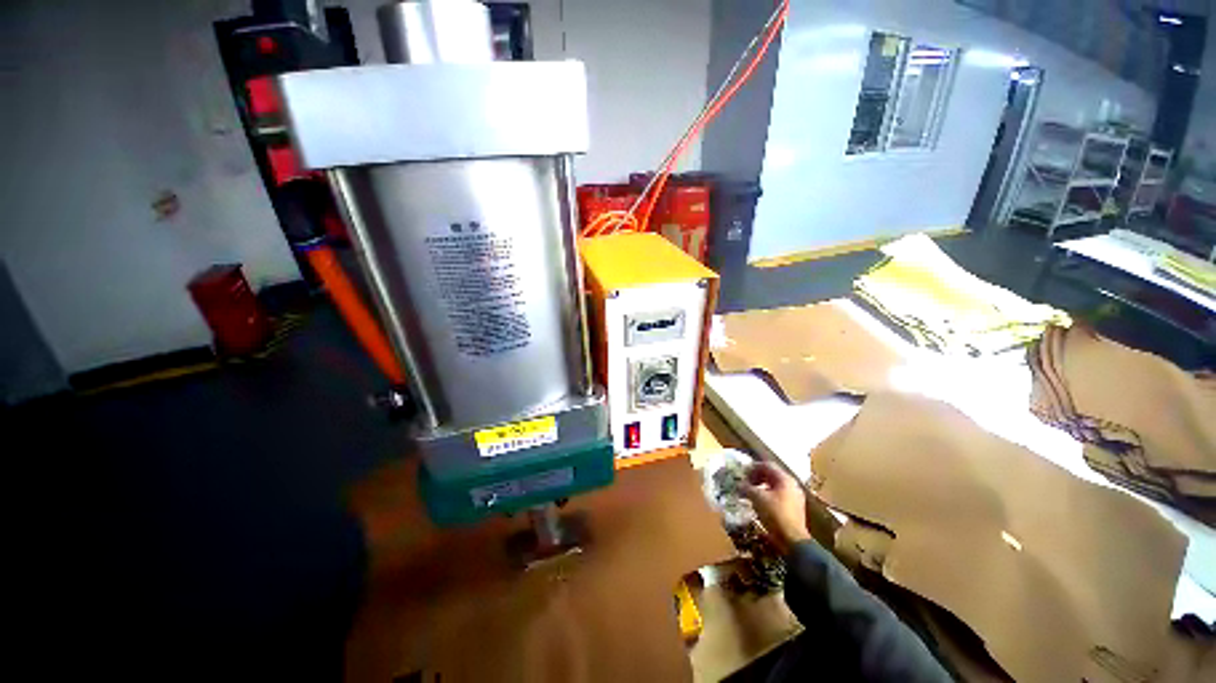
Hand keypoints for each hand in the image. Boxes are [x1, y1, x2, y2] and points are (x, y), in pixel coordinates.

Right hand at [741, 461, 810, 554]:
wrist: (792, 540)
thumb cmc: (775, 514)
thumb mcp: (757, 498)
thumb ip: (747, 488)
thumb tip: (738, 484)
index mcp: (785, 479)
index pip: (767, 465)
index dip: (753, 467)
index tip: (742, 473)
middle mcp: (792, 485)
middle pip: (772, 475)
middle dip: (757, 477)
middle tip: (745, 482)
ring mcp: (794, 497)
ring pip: (775, 486)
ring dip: (761, 486)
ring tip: (750, 492)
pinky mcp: (794, 508)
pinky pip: (778, 495)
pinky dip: (767, 495)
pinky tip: (759, 502)